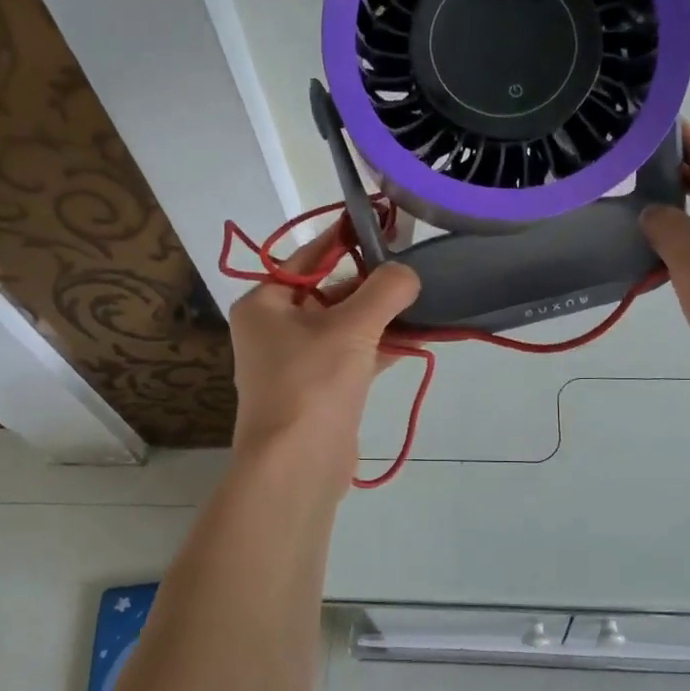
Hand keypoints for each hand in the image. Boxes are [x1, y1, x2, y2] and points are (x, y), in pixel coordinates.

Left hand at [227, 235, 420, 490]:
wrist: (296, 468)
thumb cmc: (313, 383)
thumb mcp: (352, 326)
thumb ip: (385, 290)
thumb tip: (408, 272)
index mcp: (265, 303)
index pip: (311, 256)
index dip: (349, 237)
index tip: (387, 222)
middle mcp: (274, 328)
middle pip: (330, 290)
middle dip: (373, 283)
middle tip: (415, 267)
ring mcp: (296, 361)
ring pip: (345, 325)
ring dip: (381, 316)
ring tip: (424, 300)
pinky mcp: (319, 390)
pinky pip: (352, 355)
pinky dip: (380, 346)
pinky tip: (415, 338)